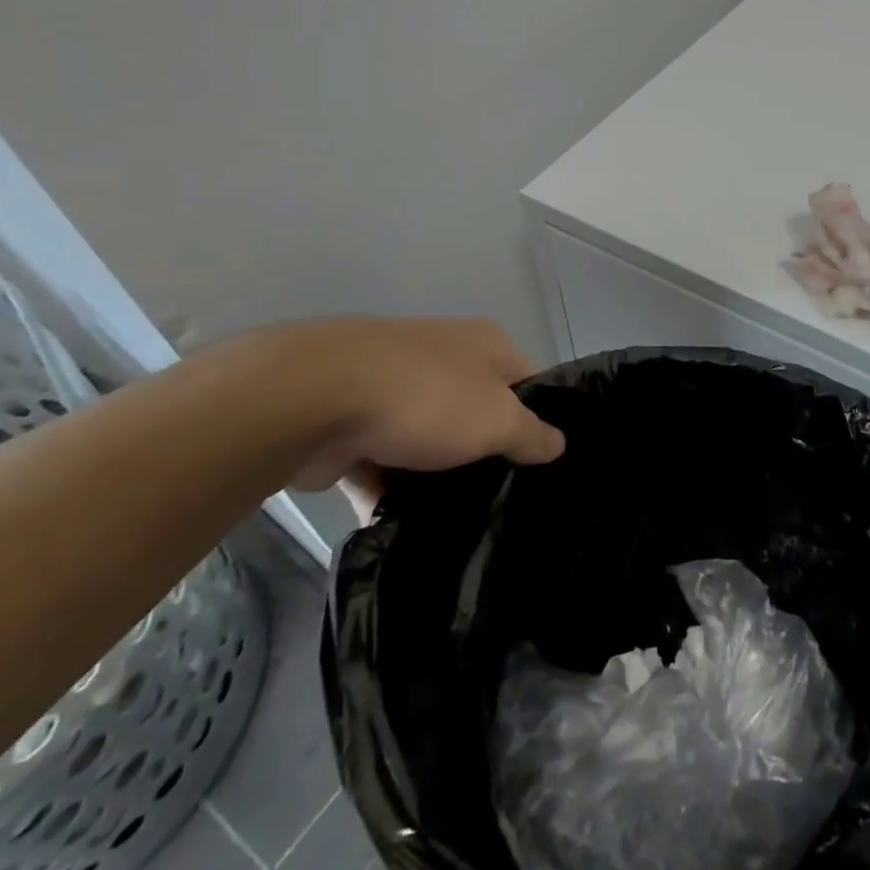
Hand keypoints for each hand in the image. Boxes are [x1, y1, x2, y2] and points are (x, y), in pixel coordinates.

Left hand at [213, 317, 564, 497]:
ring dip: (434, 474)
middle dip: (484, 451)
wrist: (311, 398)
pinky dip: (388, 488)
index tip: (544, 462)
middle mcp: (442, 355)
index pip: (529, 380)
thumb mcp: (498, 420)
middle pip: (477, 409)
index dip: (541, 418)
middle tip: (503, 497)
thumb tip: (559, 444)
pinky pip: (380, 460)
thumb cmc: (426, 398)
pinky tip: (401, 525)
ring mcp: (391, 385)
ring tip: (456, 520)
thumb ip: (532, 435)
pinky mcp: (348, 420)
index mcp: (485, 344)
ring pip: (427, 438)